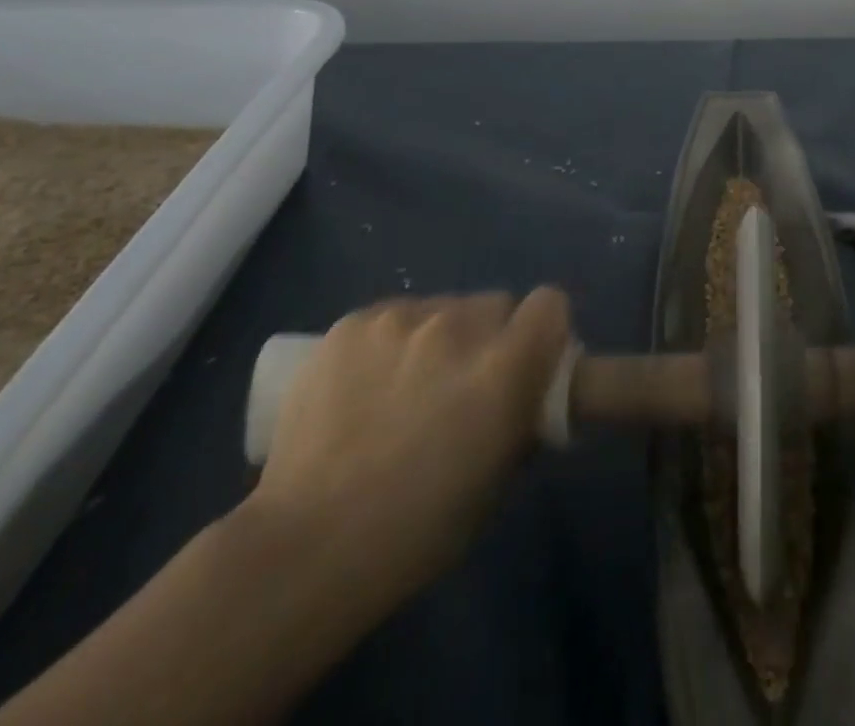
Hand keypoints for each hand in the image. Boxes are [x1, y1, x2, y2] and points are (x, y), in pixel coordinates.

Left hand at [250, 288, 571, 613]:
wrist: (305, 548)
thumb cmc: (417, 531)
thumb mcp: (498, 480)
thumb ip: (522, 417)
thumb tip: (526, 393)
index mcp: (504, 366)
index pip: (549, 304)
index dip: (544, 331)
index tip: (530, 362)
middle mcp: (459, 327)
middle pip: (495, 304)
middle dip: (490, 338)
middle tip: (463, 385)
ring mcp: (401, 319)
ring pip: (443, 308)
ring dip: (440, 338)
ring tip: (404, 389)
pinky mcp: (352, 323)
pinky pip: (393, 317)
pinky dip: (392, 342)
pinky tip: (365, 387)